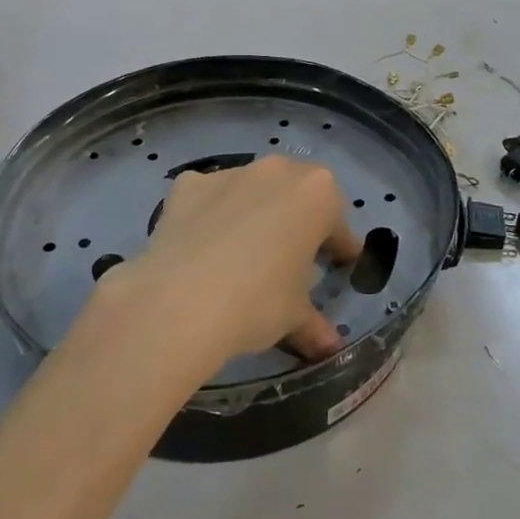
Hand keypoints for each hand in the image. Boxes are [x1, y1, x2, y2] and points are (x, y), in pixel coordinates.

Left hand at [110, 157, 362, 367]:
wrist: (179, 301)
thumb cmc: (258, 302)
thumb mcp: (295, 317)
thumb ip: (315, 324)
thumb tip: (329, 347)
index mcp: (317, 194)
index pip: (338, 224)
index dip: (339, 248)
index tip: (338, 266)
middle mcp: (276, 171)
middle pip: (296, 193)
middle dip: (298, 219)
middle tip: (292, 255)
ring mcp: (229, 173)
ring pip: (251, 189)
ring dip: (254, 211)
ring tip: (243, 251)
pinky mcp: (188, 184)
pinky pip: (208, 196)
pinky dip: (210, 213)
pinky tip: (202, 245)